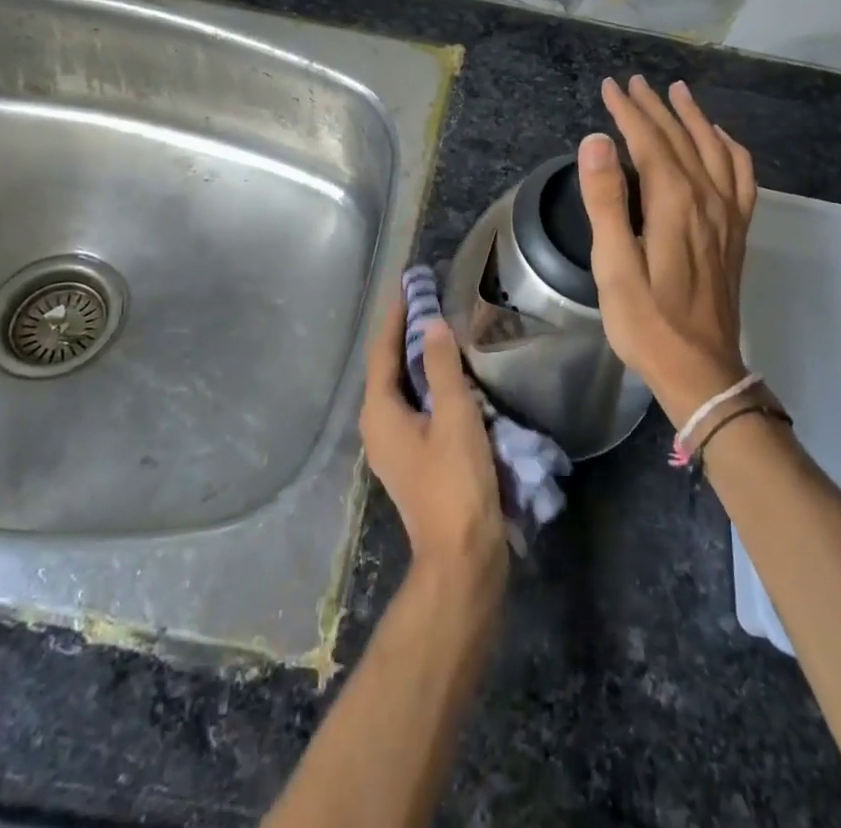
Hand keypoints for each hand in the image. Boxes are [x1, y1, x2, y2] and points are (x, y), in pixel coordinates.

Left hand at [360, 281, 507, 598]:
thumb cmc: (455, 482)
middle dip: (406, 332)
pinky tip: (452, 375)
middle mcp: (378, 425)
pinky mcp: (413, 458)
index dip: (396, 315)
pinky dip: (429, 383)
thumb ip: (441, 367)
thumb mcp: (454, 416)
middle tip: (429, 298)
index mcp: (380, 411)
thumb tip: (431, 323)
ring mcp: (394, 445)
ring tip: (441, 327)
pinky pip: (416, 406)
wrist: (461, 557)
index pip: (383, 350)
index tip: (409, 283)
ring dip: (419, 357)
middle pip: (389, 367)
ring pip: (403, 387)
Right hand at [578, 76, 756, 428]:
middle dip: (654, 107)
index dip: (628, 111)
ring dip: (694, 117)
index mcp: (674, 203)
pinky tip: (721, 140)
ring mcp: (727, 215)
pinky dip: (731, 149)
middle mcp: (706, 198)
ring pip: (714, 149)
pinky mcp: (736, 232)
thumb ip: (606, 200)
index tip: (609, 86)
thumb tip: (597, 141)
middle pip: (680, 138)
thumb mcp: (613, 266)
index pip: (649, 141)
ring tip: (678, 93)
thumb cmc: (647, 322)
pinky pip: (741, 176)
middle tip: (632, 83)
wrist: (701, 370)